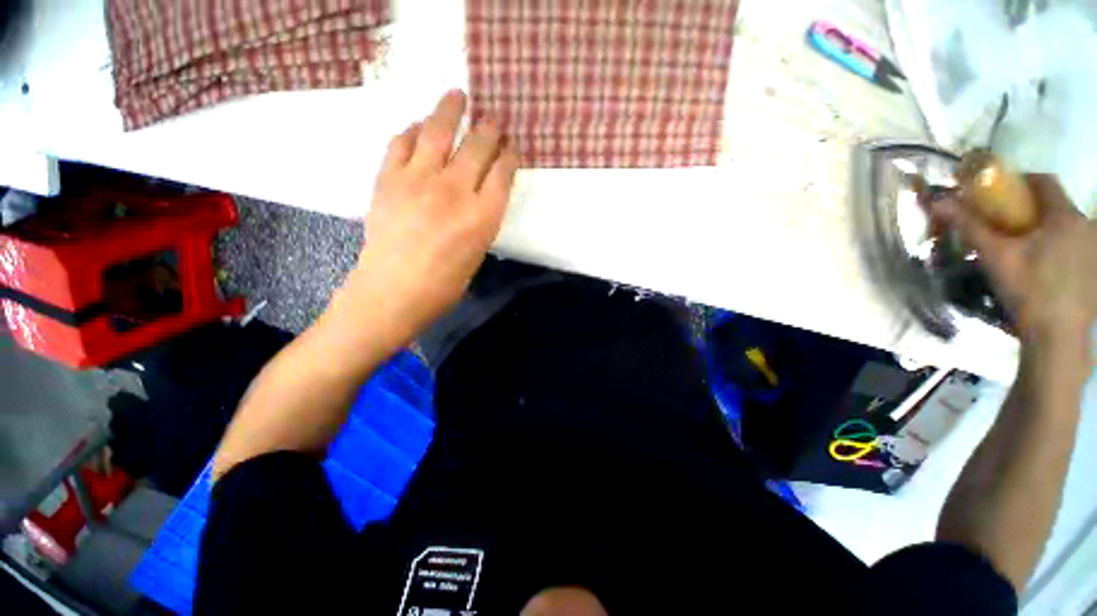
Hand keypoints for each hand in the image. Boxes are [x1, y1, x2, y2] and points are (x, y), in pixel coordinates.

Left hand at [346, 90, 518, 345]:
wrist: (391, 293)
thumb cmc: (443, 286)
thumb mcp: (477, 254)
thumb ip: (482, 220)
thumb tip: (482, 195)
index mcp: (482, 216)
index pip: (503, 171)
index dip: (510, 154)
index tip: (512, 146)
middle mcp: (455, 190)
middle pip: (478, 146)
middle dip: (490, 129)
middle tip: (493, 119)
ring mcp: (418, 179)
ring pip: (439, 130)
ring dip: (451, 109)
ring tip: (457, 95)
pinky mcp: (388, 178)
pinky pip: (402, 142)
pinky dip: (414, 130)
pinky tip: (420, 127)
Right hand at [932, 175, 1095, 351]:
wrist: (1057, 336)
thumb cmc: (1029, 290)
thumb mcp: (996, 256)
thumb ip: (970, 226)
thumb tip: (938, 201)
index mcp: (1065, 216)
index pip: (1043, 181)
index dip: (1019, 182)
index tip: (998, 195)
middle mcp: (1086, 225)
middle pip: (1055, 204)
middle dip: (1030, 209)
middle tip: (1005, 226)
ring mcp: (1094, 248)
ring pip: (1065, 226)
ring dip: (1044, 229)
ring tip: (1022, 249)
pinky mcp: (1095, 269)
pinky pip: (1075, 245)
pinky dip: (1057, 247)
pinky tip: (1042, 267)